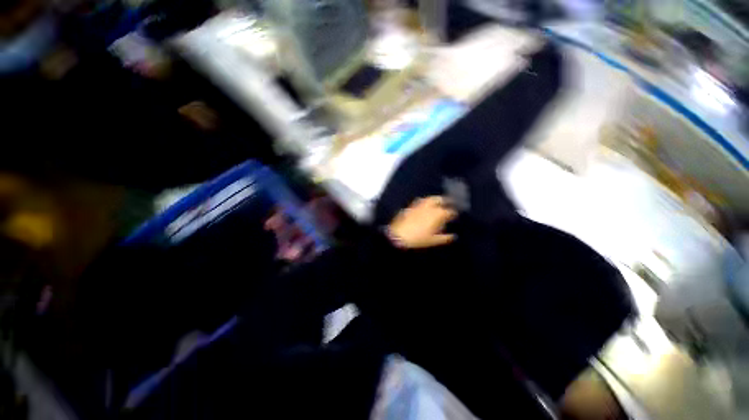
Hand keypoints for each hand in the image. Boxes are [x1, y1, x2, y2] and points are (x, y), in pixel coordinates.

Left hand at [386, 196, 456, 248]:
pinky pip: (420, 201)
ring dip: (435, 199)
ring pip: (430, 198)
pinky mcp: (411, 206)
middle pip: (440, 199)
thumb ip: (444, 238)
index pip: (449, 211)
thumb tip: (453, 236)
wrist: (398, 235)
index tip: (454, 215)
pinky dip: (425, 202)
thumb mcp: (433, 240)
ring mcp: (419, 205)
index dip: (453, 213)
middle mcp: (429, 207)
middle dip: (445, 200)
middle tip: (449, 202)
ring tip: (438, 202)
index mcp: (437, 214)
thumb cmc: (418, 239)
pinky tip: (424, 206)